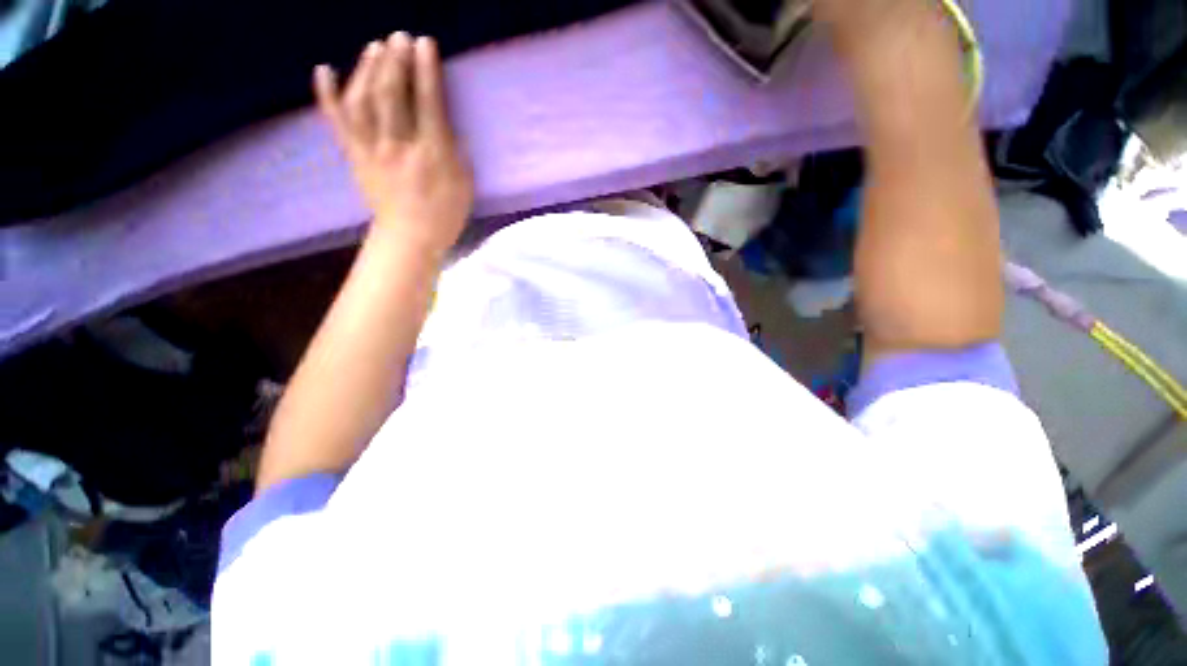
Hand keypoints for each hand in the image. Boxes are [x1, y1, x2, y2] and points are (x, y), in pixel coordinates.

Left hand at [314, 33, 472, 257]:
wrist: (409, 239)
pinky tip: (324, 70)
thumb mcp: (464, 187)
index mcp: (432, 155)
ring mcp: (372, 150)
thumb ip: (457, 154)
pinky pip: (337, 123)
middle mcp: (399, 146)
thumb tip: (448, 127)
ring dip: (367, 70)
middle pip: (392, 95)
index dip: (426, 71)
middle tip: (399, 37)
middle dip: (395, 61)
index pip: (428, 104)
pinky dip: (327, 95)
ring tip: (374, 48)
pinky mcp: (355, 157)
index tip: (425, 44)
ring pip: (363, 102)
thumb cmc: (444, 215)